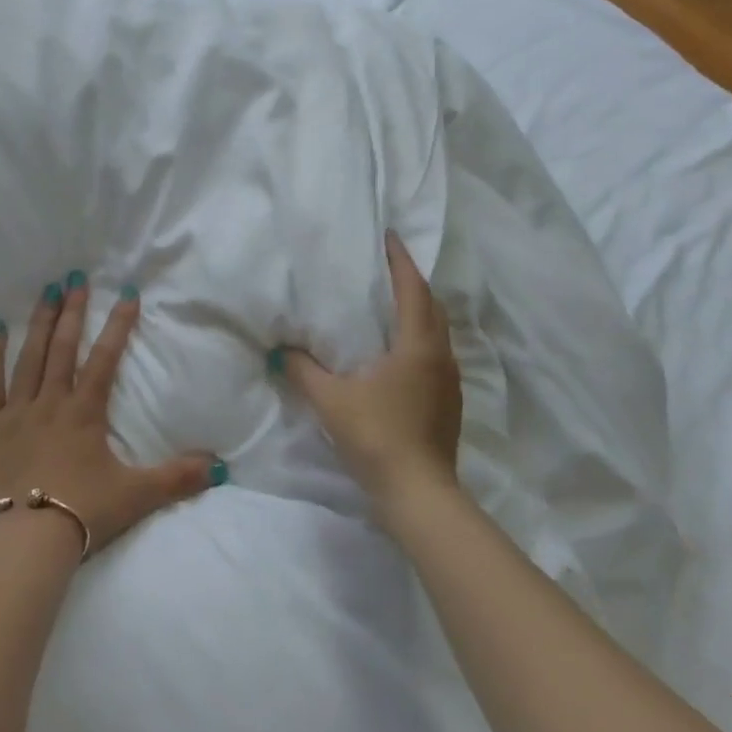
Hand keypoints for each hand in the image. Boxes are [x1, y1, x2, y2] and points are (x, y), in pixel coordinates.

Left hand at [0, 276, 220, 554]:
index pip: (105, 358)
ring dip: (39, 322)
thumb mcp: (136, 497)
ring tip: (46, 291)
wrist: (22, 545)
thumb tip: (220, 467)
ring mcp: (13, 412)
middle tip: (75, 278)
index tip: (126, 294)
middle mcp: (50, 402)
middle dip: (73, 310)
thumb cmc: (81, 515)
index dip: (118, 325)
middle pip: (63, 347)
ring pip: (29, 357)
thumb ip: (177, 478)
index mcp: (84, 413)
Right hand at [277, 233, 462, 510]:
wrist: (419, 495)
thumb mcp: (332, 401)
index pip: (413, 289)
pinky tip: (399, 349)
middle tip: (386, 266)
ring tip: (391, 302)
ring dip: (419, 310)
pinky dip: (420, 337)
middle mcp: (440, 356)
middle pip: (432, 306)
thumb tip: (281, 349)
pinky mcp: (448, 402)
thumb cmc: (377, 437)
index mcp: (417, 345)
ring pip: (437, 331)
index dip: (401, 260)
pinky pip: (436, 352)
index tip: (389, 237)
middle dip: (412, 282)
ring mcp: (449, 381)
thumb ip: (304, 371)